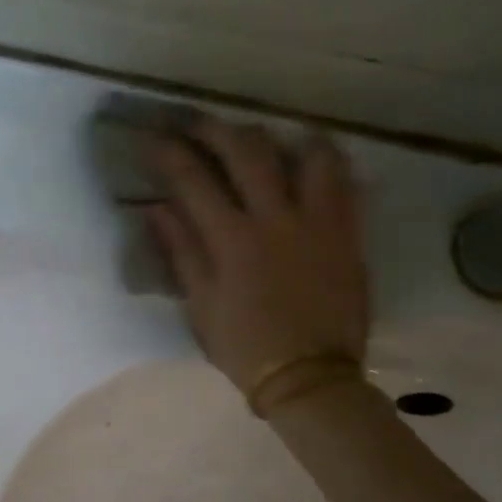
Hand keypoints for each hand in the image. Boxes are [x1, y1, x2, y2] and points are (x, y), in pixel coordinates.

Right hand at [146, 117, 369, 393]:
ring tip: (267, 138)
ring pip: (307, 154)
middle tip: (199, 124)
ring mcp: (318, 222)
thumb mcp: (201, 306)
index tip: (152, 138)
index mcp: (232, 240)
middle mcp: (276, 219)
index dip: (168, 153)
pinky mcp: (349, 233)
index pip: (193, 180)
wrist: (309, 377)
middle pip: (247, 152)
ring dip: (282, 137)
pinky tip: (312, 164)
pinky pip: (345, 182)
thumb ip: (181, 252)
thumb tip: (156, 210)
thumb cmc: (245, 348)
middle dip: (217, 129)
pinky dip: (326, 164)